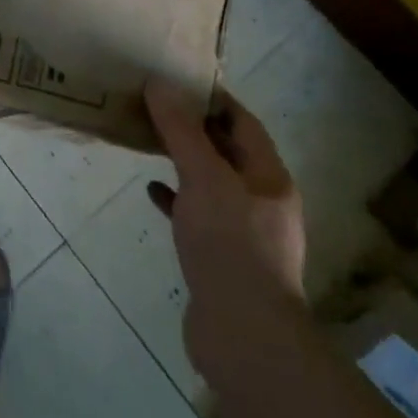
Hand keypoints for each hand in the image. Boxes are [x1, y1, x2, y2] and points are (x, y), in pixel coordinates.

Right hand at [145, 79, 306, 365]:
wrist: (244, 335)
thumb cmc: (230, 245)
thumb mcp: (203, 178)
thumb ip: (181, 131)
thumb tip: (160, 83)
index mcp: (269, 178)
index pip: (244, 124)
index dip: (214, 100)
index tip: (179, 81)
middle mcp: (263, 202)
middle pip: (228, 153)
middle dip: (195, 130)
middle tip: (156, 109)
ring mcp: (245, 234)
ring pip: (212, 184)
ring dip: (184, 163)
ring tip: (149, 144)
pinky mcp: (224, 260)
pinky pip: (199, 216)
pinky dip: (177, 199)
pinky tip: (152, 192)